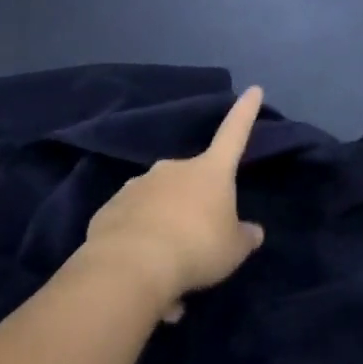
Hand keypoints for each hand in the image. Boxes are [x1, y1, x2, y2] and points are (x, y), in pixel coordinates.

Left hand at [85, 87, 265, 318]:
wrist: (130, 267)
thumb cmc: (196, 248)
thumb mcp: (233, 250)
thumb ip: (244, 237)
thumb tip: (252, 231)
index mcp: (210, 171)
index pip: (234, 134)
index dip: (245, 113)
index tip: (253, 89)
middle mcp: (173, 169)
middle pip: (191, 183)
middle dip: (194, 208)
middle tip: (197, 247)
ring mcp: (138, 186)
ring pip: (159, 206)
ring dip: (166, 231)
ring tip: (168, 275)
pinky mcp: (109, 210)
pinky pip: (132, 224)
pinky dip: (139, 244)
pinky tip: (141, 274)